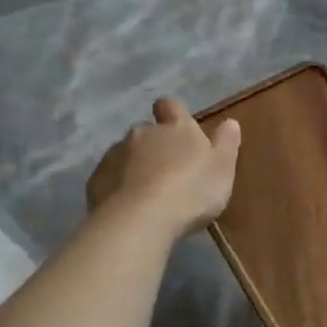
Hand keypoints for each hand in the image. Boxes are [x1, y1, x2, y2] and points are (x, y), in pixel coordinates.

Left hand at [86, 97, 240, 238]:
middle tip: (169, 172)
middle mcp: (142, 133)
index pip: (171, 106)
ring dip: (136, 167)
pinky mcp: (96, 179)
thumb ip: (226, 143)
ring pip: (126, 154)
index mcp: (176, 128)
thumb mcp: (223, 168)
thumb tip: (230, 122)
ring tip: (148, 194)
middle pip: (147, 132)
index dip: (173, 114)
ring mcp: (115, 155)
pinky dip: (118, 187)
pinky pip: (110, 177)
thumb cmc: (191, 191)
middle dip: (155, 146)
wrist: (140, 220)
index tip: (178, 128)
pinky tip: (130, 207)